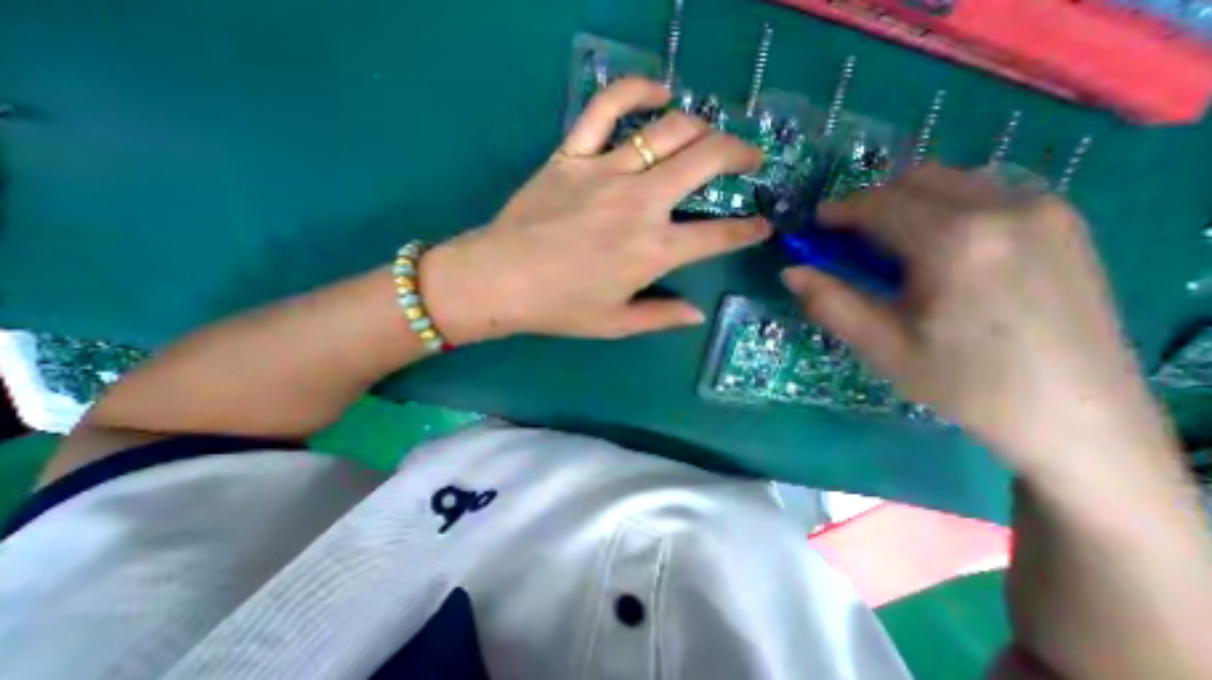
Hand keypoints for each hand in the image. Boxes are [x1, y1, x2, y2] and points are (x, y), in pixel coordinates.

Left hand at [423, 77, 771, 341]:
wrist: (500, 280)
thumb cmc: (559, 307)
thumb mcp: (615, 323)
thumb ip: (661, 318)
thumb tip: (697, 315)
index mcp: (653, 251)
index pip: (718, 236)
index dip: (748, 231)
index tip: (762, 225)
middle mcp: (640, 204)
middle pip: (706, 161)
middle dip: (740, 153)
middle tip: (750, 158)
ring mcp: (606, 172)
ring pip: (668, 130)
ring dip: (702, 125)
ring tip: (711, 133)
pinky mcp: (572, 155)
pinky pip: (607, 106)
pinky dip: (637, 89)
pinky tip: (658, 91)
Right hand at [786, 166, 1174, 472]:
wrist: (1075, 416)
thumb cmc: (963, 383)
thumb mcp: (881, 346)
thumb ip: (830, 302)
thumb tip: (790, 272)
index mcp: (954, 242)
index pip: (880, 204)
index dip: (839, 211)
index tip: (815, 226)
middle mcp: (1004, 209)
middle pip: (915, 180)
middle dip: (871, 203)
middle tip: (848, 240)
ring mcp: (1043, 211)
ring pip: (951, 181)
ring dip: (907, 203)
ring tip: (890, 246)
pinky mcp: (1063, 224)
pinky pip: (985, 193)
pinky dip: (944, 207)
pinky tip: (937, 250)